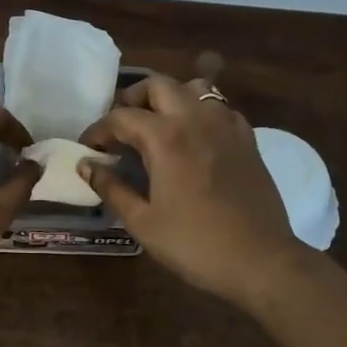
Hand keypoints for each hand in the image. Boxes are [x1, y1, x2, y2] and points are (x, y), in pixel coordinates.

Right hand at [81, 74, 302, 304]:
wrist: (260, 260)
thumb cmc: (194, 244)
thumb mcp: (143, 222)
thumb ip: (112, 188)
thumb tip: (86, 165)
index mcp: (165, 137)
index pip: (121, 117)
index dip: (98, 130)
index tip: (87, 148)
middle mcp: (195, 119)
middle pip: (158, 85)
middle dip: (133, 99)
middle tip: (121, 127)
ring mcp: (226, 126)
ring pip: (195, 88)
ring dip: (171, 97)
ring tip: (159, 124)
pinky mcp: (248, 140)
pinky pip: (220, 108)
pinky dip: (201, 112)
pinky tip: (194, 138)